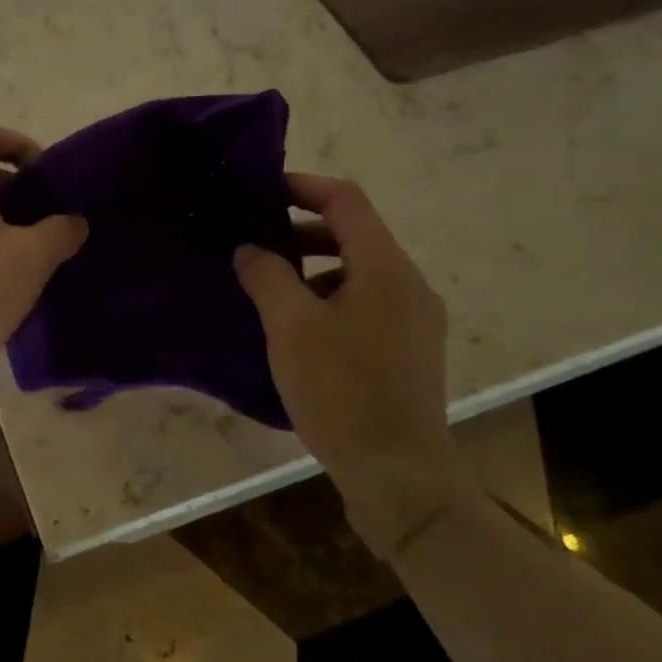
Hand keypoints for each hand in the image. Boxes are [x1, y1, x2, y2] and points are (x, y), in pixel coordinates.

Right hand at [234, 174, 471, 559]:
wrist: (398, 474)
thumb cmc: (342, 390)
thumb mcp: (291, 327)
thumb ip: (266, 276)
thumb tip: (250, 249)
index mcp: (385, 268)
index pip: (346, 201)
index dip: (303, 187)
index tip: (260, 192)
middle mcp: (407, 285)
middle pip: (352, 235)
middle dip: (299, 232)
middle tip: (253, 245)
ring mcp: (412, 320)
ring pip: (355, 273)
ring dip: (310, 270)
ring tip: (266, 292)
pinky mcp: (406, 351)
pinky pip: (362, 304)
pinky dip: (326, 300)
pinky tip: (294, 332)